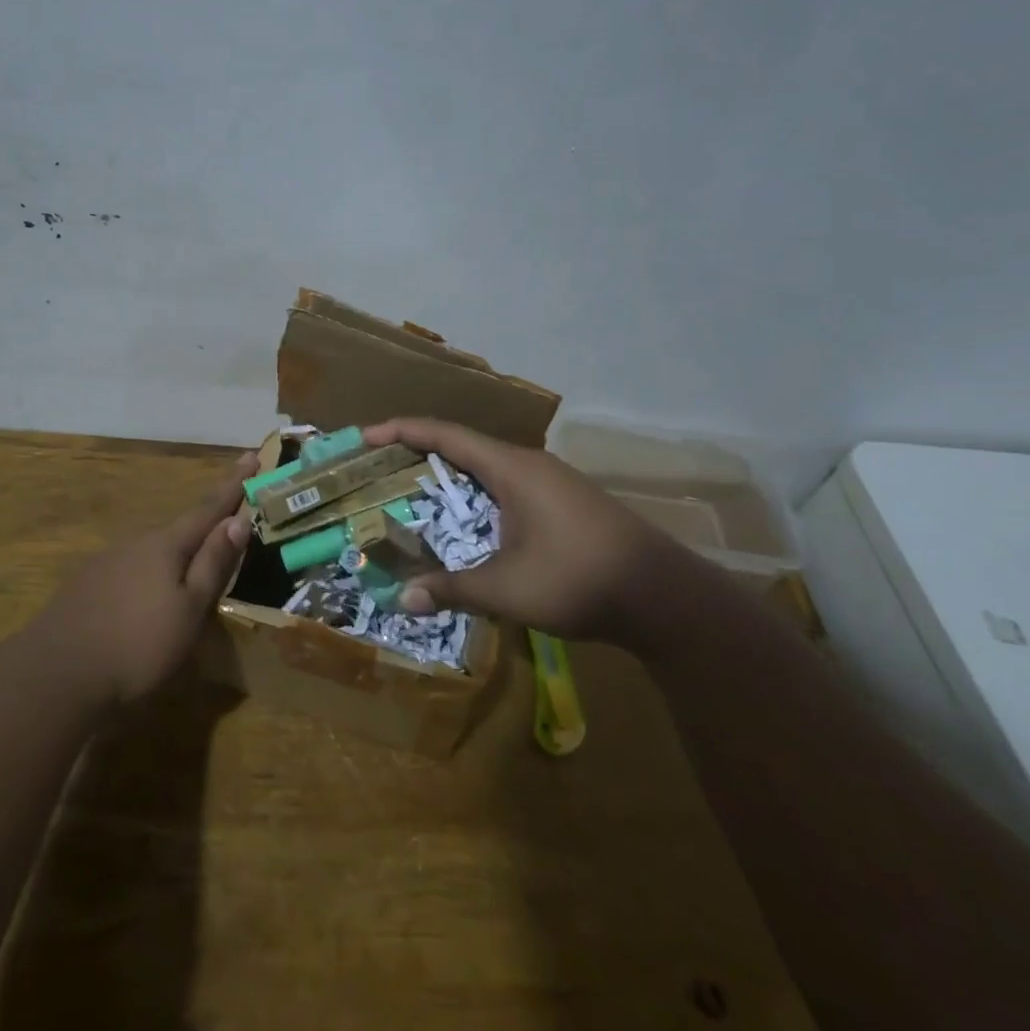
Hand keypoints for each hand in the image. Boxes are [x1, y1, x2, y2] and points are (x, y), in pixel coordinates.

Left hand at [32, 452, 256, 706]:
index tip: (251, 455)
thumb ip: (213, 563)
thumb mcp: (189, 609)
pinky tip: (145, 595)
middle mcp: (136, 542)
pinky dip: (148, 573)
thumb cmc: (137, 644)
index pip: (209, 507)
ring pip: (153, 550)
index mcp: (166, 545)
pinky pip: (130, 568)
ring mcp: (106, 561)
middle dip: (206, 522)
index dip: (233, 484)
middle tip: (229, 516)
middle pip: (180, 528)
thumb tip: (238, 519)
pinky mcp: (86, 584)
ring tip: (190, 568)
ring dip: (176, 552)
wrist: (55, 675)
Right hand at [363, 419, 685, 644]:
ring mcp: (550, 483)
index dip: (401, 431)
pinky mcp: (562, 504)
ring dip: (447, 479)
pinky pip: (504, 487)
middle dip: (417, 456)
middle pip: (462, 447)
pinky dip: (473, 497)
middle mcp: (529, 465)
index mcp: (512, 468)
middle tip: (377, 473)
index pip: (445, 435)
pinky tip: (464, 525)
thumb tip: (403, 599)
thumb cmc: (580, 579)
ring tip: (411, 497)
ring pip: (485, 469)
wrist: (664, 596)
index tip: (365, 437)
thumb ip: (452, 590)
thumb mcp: (508, 589)